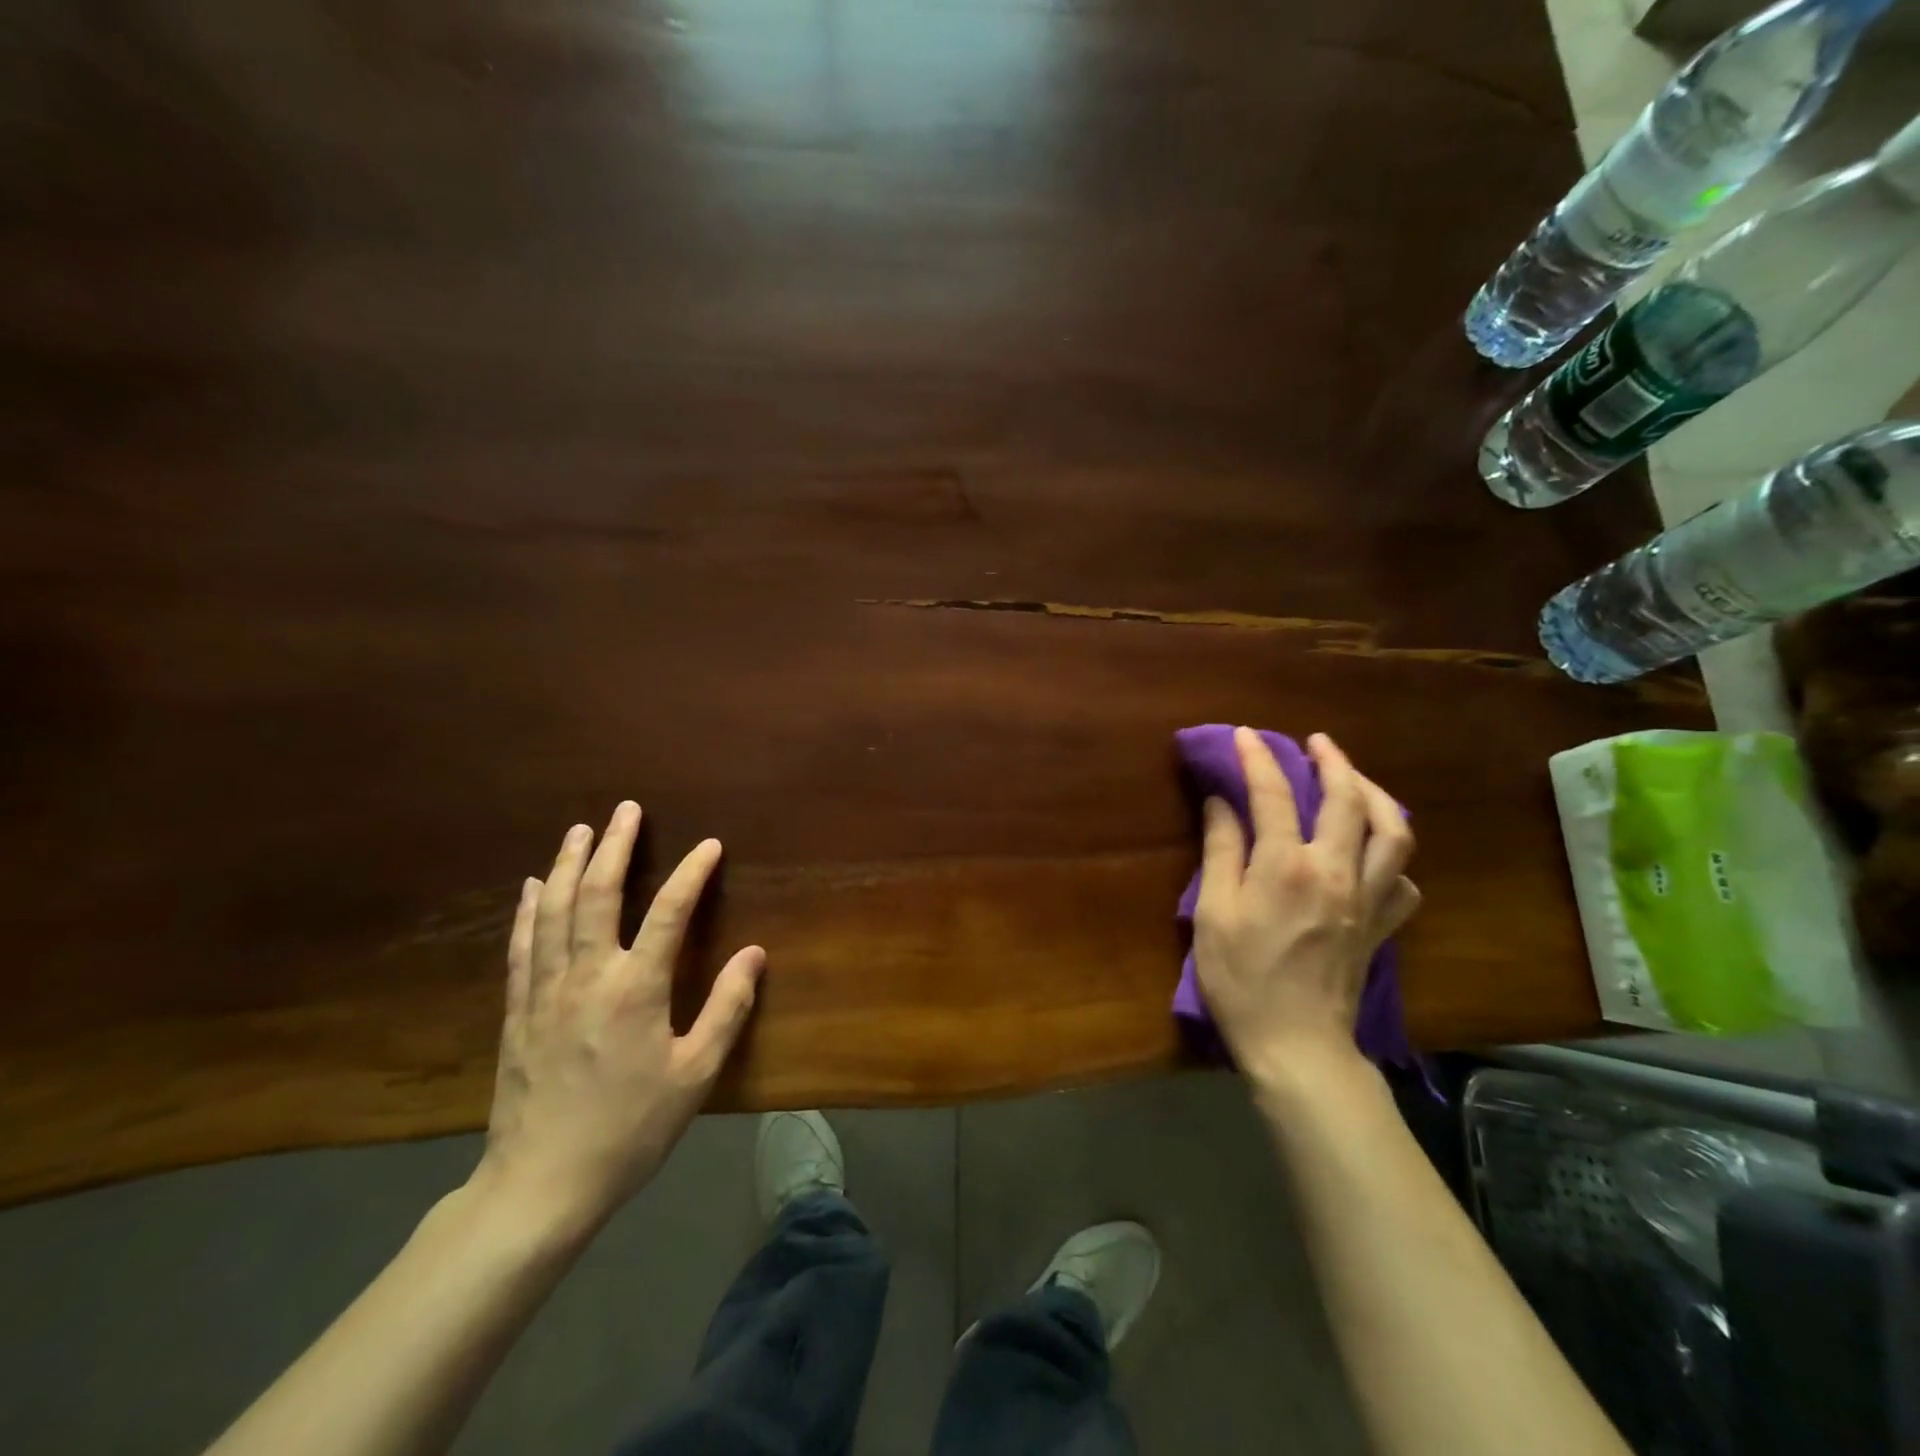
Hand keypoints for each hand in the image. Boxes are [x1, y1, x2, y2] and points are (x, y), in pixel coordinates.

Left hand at [474, 802, 764, 1231]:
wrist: (541, 1185)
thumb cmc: (630, 1129)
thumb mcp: (695, 1074)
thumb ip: (727, 1009)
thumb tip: (755, 954)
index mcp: (635, 990)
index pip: (668, 912)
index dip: (691, 873)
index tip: (710, 845)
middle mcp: (587, 976)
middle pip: (596, 895)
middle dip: (613, 846)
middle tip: (626, 810)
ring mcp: (545, 991)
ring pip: (552, 910)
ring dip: (566, 864)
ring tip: (580, 830)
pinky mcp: (518, 1011)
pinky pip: (522, 945)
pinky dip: (528, 908)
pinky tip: (531, 886)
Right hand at [1194, 729, 1419, 1088]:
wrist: (1296, 1045)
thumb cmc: (1241, 980)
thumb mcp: (1213, 913)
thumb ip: (1220, 851)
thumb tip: (1220, 802)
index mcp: (1286, 866)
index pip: (1273, 794)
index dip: (1257, 758)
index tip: (1243, 734)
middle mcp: (1335, 872)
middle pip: (1346, 800)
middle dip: (1333, 760)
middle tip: (1316, 742)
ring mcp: (1367, 899)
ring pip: (1393, 833)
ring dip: (1376, 796)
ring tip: (1356, 782)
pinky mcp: (1382, 927)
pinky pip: (1404, 882)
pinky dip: (1393, 858)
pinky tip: (1374, 855)